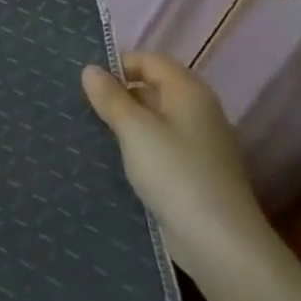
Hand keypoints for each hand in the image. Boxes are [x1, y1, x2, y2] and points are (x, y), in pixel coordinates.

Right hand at [81, 53, 272, 279]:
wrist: (219, 240)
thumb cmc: (175, 173)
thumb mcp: (134, 130)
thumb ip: (111, 97)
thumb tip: (90, 69)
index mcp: (188, 91)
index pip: (150, 60)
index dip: (119, 65)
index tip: (86, 83)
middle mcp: (198, 110)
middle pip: (153, 88)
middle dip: (119, 94)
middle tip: (82, 106)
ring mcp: (199, 142)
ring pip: (155, 119)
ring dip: (126, 122)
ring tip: (91, 131)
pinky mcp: (194, 171)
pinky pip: (160, 145)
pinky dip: (138, 146)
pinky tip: (115, 160)